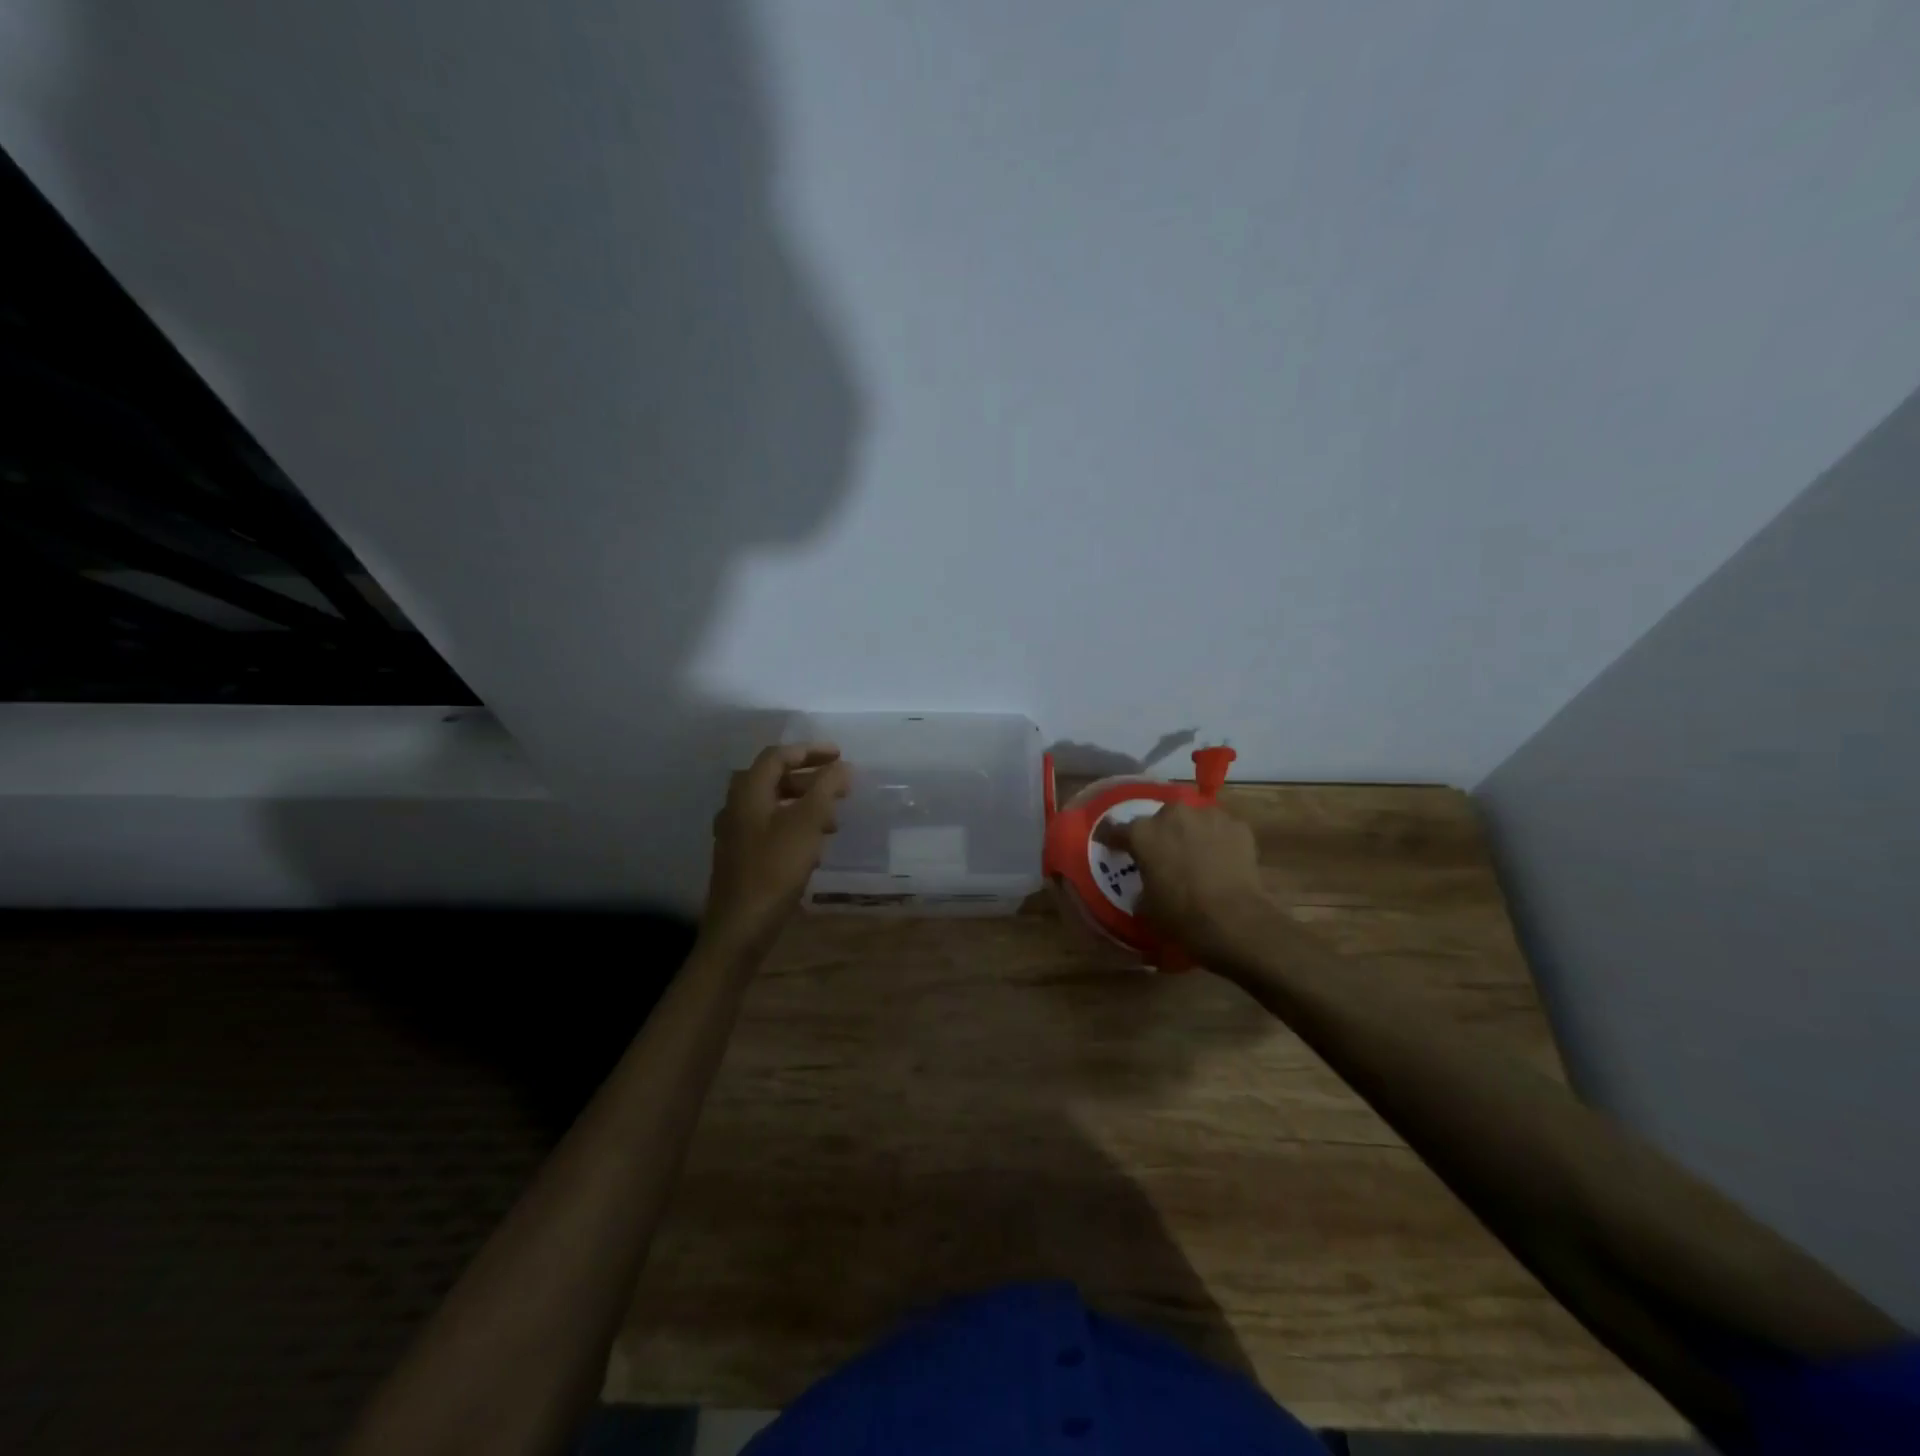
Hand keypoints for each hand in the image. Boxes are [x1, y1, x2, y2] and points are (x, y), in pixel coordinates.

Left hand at [702, 743, 849, 960]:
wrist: (739, 928)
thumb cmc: (774, 870)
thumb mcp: (807, 824)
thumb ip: (826, 790)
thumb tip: (842, 767)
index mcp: (748, 792)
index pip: (777, 755)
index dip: (809, 750)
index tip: (840, 755)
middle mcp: (736, 807)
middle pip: (773, 778)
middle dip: (809, 778)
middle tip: (839, 786)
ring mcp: (735, 834)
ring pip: (773, 805)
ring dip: (804, 804)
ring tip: (834, 818)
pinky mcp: (741, 857)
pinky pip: (770, 828)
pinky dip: (794, 825)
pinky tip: (814, 846)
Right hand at [1100, 802, 1271, 964]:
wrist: (1235, 920)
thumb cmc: (1181, 916)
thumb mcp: (1147, 907)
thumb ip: (1141, 886)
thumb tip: (1147, 886)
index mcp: (1142, 834)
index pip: (1116, 829)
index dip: (1111, 838)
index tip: (1110, 844)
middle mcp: (1172, 815)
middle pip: (1159, 819)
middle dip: (1159, 834)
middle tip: (1163, 855)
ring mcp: (1207, 816)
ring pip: (1192, 819)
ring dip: (1190, 833)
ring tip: (1196, 855)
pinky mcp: (1237, 825)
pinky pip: (1220, 829)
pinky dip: (1218, 840)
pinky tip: (1222, 859)